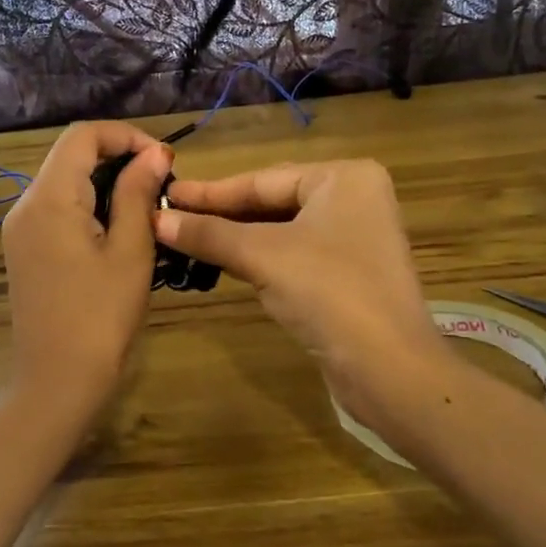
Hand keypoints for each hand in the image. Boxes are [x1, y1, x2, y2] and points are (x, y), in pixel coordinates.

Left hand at [1, 122, 171, 423]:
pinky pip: (58, 208)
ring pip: (65, 181)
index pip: (83, 135)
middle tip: (162, 185)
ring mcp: (20, 229)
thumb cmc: (101, 318)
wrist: (56, 382)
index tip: (165, 162)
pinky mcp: (24, 249)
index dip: (127, 136)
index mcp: (49, 199)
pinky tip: (120, 230)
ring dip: (106, 182)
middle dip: (119, 157)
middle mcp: (26, 204)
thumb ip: (138, 194)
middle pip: (71, 155)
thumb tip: (154, 153)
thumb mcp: (131, 252)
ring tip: (148, 206)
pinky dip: (90, 204)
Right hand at [156, 160, 443, 426]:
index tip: (167, 194)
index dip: (210, 191)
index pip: (262, 179)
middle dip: (222, 214)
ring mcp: (354, 238)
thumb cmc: (329, 292)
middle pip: (272, 202)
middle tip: (169, 217)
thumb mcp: (262, 256)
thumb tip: (156, 218)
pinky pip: (293, 254)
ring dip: (237, 238)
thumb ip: (209, 234)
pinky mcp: (349, 273)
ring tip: (185, 238)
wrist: (389, 369)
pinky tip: (224, 263)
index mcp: (344, 177)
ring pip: (281, 230)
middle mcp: (354, 199)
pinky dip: (259, 259)